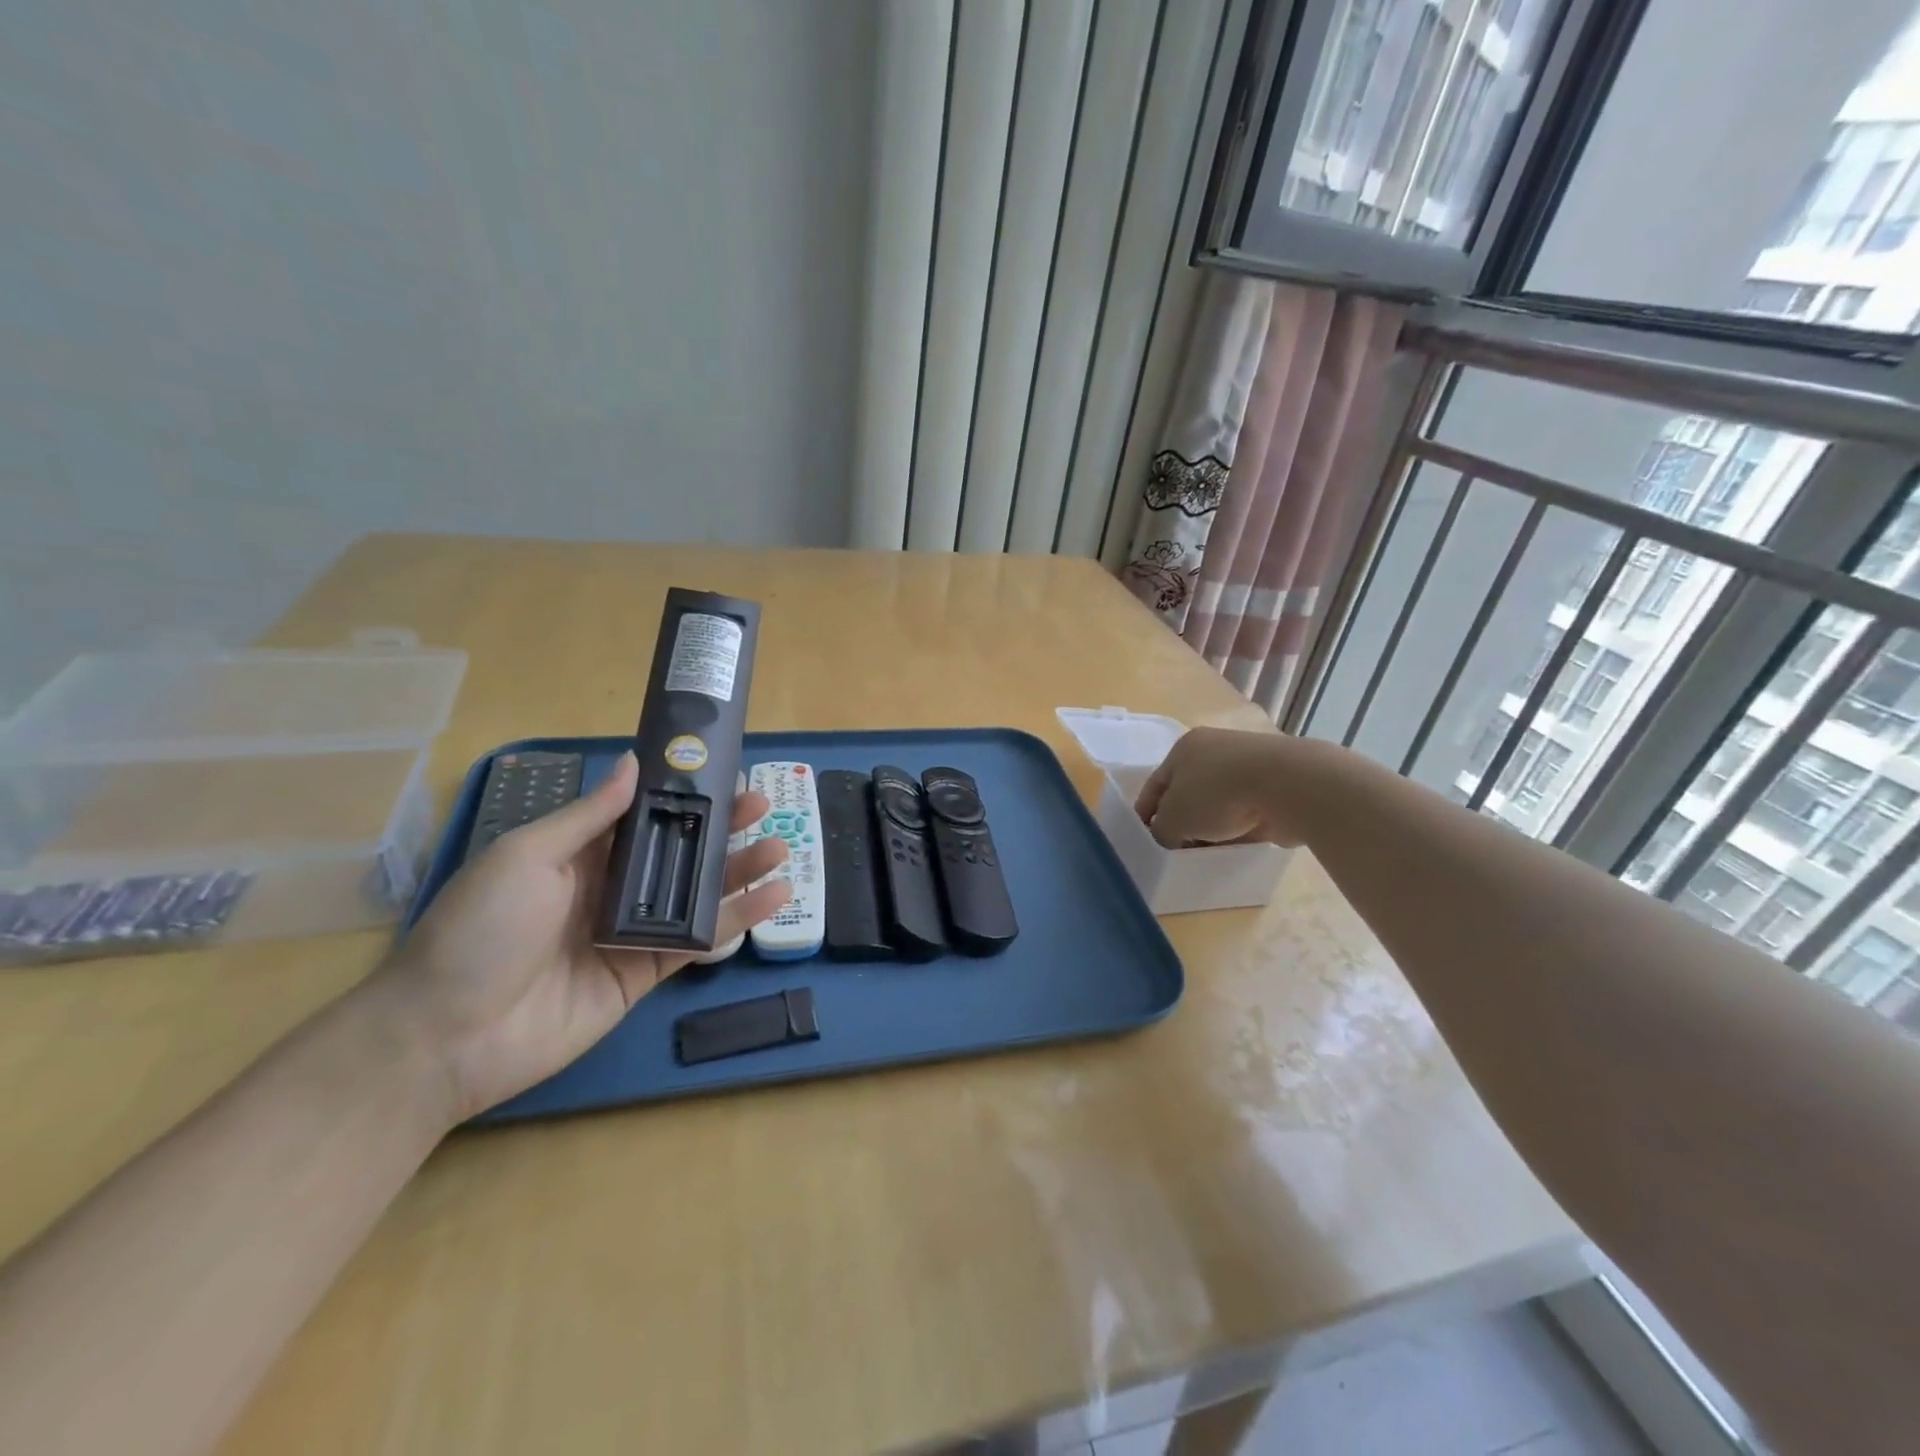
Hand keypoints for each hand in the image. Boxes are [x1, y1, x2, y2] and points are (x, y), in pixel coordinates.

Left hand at [365, 752, 790, 1123]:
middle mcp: (609, 889)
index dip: (683, 796)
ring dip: (739, 873)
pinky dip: (735, 921)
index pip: (643, 816)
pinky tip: (771, 900)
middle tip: (763, 808)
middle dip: (722, 830)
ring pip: (696, 895)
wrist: (446, 1038)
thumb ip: (588, 815)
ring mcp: (629, 933)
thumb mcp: (526, 857)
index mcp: (578, 855)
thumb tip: (634, 762)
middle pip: (678, 852)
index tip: (723, 774)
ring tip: (780, 850)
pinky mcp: (644, 974)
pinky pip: (696, 942)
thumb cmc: (481, 931)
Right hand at [1133, 726, 1305, 848]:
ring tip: (1206, 854)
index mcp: (1184, 748)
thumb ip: (1161, 830)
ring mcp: (1248, 766)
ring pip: (1218, 804)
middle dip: (1181, 823)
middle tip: (1176, 851)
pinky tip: (1235, 847)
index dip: (1145, 814)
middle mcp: (1214, 750)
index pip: (1155, 784)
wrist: (1290, 786)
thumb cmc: (1218, 794)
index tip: (1144, 841)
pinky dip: (1239, 829)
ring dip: (1210, 828)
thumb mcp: (1173, 818)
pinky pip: (1246, 812)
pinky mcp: (1275, 785)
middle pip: (1187, 793)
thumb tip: (1168, 837)